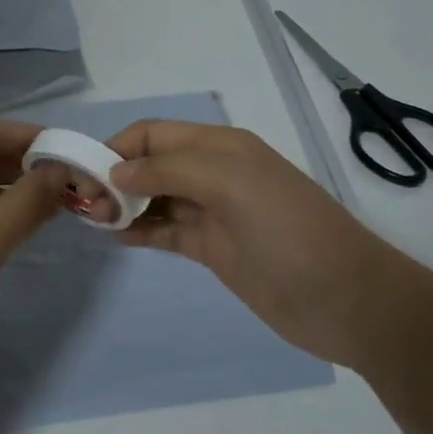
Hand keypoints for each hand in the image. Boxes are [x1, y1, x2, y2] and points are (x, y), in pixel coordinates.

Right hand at [107, 121, 415, 369]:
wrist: (346, 299)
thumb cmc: (289, 231)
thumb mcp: (231, 184)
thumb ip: (170, 171)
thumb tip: (117, 171)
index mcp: (220, 146)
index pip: (154, 133)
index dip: (118, 146)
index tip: (85, 174)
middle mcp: (213, 173)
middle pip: (150, 163)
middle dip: (115, 175)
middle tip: (87, 206)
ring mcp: (212, 212)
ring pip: (154, 197)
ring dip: (123, 204)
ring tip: (95, 222)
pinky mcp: (212, 248)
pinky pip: (165, 231)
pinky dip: (139, 230)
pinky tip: (115, 237)